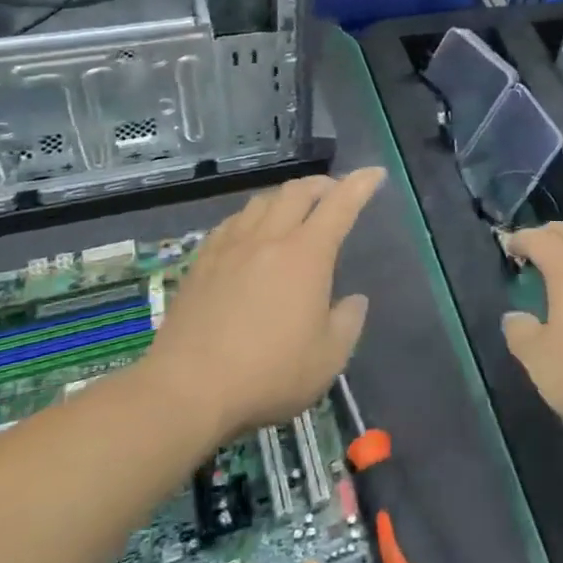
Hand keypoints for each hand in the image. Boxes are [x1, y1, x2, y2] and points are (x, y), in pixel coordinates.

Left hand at [148, 169, 384, 435]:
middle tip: (336, 193)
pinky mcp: (202, 262)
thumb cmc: (268, 374)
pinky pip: (233, 222)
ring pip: (262, 201)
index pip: (341, 204)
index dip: (361, 184)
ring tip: (295, 210)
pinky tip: (251, 233)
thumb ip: (348, 322)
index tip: (375, 172)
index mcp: (307, 254)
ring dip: (287, 196)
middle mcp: (269, 238)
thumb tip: (354, 300)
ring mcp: (230, 247)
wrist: (187, 389)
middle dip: (323, 184)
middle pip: (298, 191)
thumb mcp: (328, 358)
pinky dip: (253, 216)